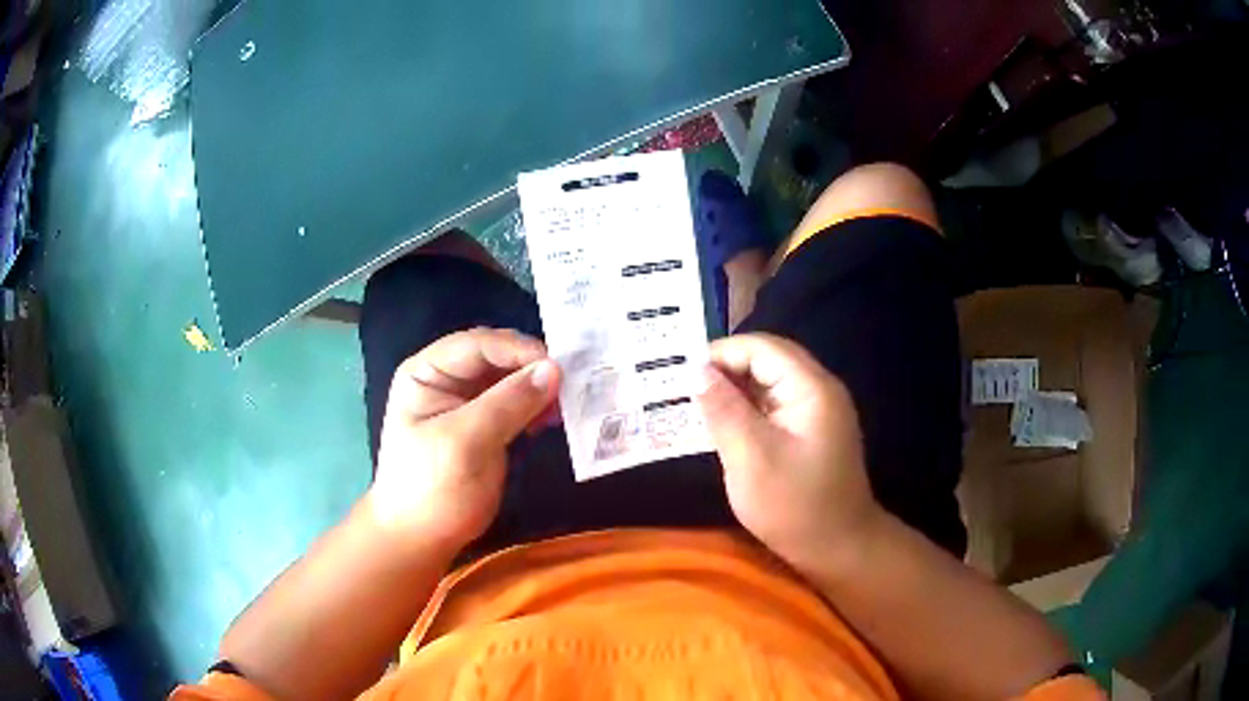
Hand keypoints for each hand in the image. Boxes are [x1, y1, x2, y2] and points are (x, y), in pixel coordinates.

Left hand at [368, 328, 559, 552]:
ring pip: (510, 379)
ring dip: (537, 387)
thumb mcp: (465, 443)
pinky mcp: (486, 425)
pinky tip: (550, 420)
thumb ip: (507, 403)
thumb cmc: (431, 488)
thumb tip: (555, 369)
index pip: (477, 344)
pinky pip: (516, 403)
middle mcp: (446, 379)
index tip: (557, 367)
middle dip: (531, 367)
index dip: (517, 349)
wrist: (422, 537)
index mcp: (427, 372)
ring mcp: (466, 402)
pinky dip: (535, 407)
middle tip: (568, 384)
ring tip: (562, 406)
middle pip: (496, 357)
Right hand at [697, 333, 879, 571]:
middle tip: (685, 389)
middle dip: (726, 370)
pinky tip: (724, 426)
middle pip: (768, 360)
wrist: (839, 548)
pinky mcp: (812, 431)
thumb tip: (697, 371)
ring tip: (697, 406)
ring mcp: (818, 411)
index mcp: (811, 388)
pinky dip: (748, 410)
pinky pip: (775, 405)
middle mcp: (819, 390)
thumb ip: (724, 410)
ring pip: (770, 383)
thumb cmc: (794, 506)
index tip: (683, 375)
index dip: (721, 353)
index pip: (762, 347)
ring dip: (735, 390)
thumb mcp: (751, 459)